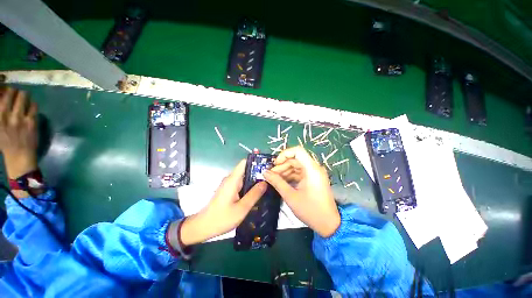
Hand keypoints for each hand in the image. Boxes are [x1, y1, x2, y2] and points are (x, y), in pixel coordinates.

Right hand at [0, 87, 38, 178]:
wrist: (19, 156)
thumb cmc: (5, 142)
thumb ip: (0, 113)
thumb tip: (3, 99)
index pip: (0, 97)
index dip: (4, 90)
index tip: (6, 90)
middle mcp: (7, 115)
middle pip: (12, 93)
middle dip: (15, 91)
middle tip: (17, 93)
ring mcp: (20, 118)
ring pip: (24, 97)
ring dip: (24, 96)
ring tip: (24, 97)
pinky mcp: (31, 121)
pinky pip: (34, 106)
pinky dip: (33, 104)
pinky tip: (32, 106)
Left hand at [178, 159, 266, 245]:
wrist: (203, 227)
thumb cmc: (221, 218)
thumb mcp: (241, 208)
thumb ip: (254, 194)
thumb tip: (265, 182)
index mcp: (233, 180)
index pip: (245, 162)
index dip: (256, 161)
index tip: (268, 165)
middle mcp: (231, 179)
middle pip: (246, 169)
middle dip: (259, 172)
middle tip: (272, 177)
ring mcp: (230, 184)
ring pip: (245, 177)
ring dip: (255, 179)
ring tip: (269, 183)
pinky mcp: (229, 189)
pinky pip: (242, 183)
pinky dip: (250, 185)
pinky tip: (258, 191)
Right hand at [264, 146, 339, 237]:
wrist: (329, 224)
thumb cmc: (311, 210)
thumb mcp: (291, 196)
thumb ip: (277, 182)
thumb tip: (265, 173)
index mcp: (312, 169)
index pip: (297, 151)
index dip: (284, 154)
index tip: (275, 164)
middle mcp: (314, 168)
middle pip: (295, 159)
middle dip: (281, 166)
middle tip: (271, 175)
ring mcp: (314, 173)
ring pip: (296, 166)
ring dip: (285, 171)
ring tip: (274, 180)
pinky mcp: (313, 179)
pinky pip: (299, 173)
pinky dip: (290, 176)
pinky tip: (282, 182)